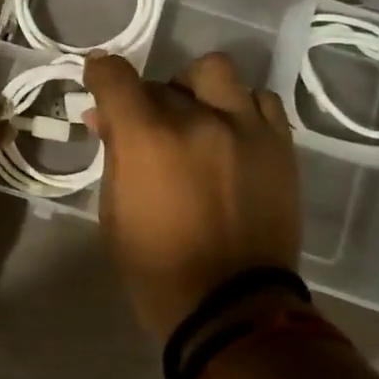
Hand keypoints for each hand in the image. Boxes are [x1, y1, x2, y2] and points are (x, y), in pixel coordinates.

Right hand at [84, 51, 303, 342]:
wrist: (231, 307)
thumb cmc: (156, 266)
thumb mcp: (114, 211)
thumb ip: (113, 155)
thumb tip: (105, 118)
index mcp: (147, 139)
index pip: (114, 75)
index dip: (100, 73)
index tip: (99, 81)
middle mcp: (197, 120)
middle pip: (161, 81)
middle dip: (145, 100)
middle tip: (147, 129)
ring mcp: (245, 128)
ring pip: (215, 72)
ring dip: (196, 89)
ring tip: (196, 119)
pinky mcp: (279, 146)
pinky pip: (260, 100)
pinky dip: (239, 107)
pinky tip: (231, 133)